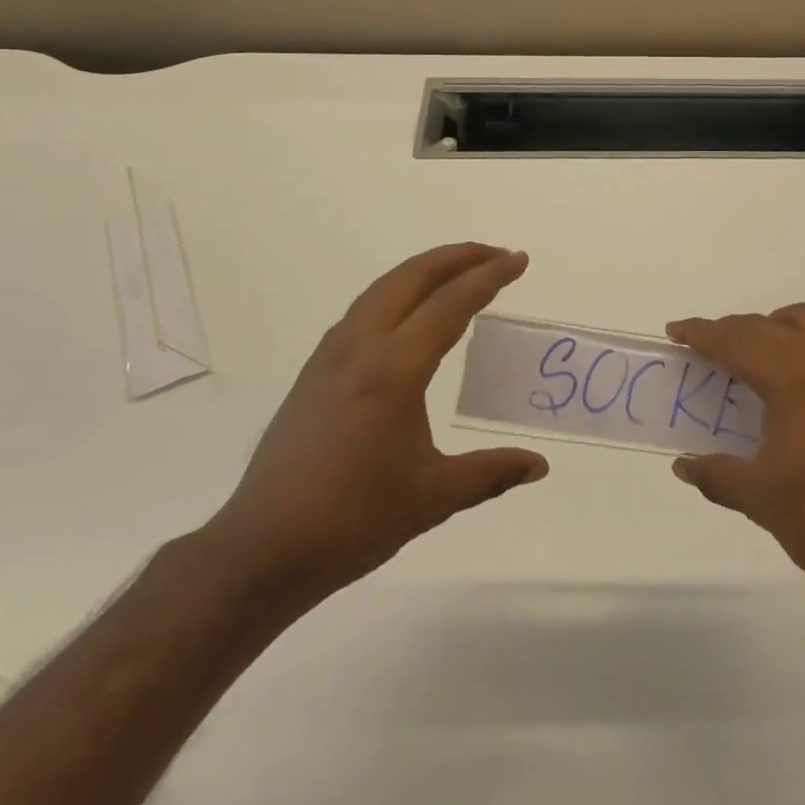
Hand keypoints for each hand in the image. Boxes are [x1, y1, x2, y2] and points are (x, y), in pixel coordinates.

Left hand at [202, 243, 547, 603]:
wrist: (264, 548)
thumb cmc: (353, 521)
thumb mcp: (432, 498)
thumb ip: (490, 473)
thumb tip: (540, 466)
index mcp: (394, 370)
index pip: (450, 304)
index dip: (489, 276)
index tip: (519, 259)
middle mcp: (361, 346)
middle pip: (413, 277)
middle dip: (458, 257)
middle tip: (497, 256)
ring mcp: (332, 353)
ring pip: (384, 287)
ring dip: (426, 269)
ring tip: (460, 272)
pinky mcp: (316, 368)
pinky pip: (365, 308)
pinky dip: (398, 291)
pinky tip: (409, 313)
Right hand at [666, 305, 804, 626]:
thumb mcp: (759, 499)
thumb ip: (715, 475)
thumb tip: (683, 465)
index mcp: (791, 377)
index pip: (735, 341)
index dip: (701, 333)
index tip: (675, 332)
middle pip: (766, 328)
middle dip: (730, 331)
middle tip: (703, 352)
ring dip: (778, 326)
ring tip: (758, 352)